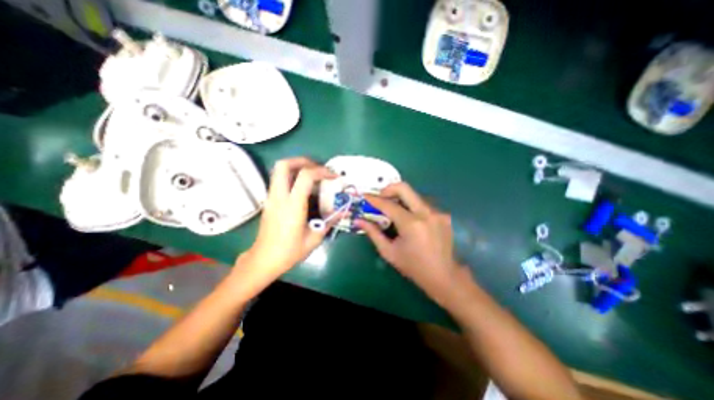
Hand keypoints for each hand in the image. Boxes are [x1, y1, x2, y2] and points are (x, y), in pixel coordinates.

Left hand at [241, 157, 336, 276]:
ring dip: (296, 166)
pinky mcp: (269, 200)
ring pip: (278, 170)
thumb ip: (329, 221)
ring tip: (312, 175)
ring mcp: (271, 197)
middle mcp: (279, 196)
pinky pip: (279, 179)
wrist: (264, 260)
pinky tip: (303, 187)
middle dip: (303, 161)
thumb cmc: (289, 251)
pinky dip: (291, 176)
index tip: (333, 176)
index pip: (305, 176)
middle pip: (284, 165)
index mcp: (292, 205)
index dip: (322, 171)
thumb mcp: (315, 238)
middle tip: (318, 168)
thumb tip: (343, 211)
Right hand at [356, 183, 472, 303]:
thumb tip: (359, 220)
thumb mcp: (389, 252)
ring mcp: (437, 212)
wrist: (445, 276)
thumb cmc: (413, 267)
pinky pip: (422, 204)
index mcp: (411, 224)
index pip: (388, 205)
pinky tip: (408, 219)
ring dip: (400, 199)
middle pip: (404, 188)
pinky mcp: (443, 215)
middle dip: (388, 189)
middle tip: (380, 198)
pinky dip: (411, 207)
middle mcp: (426, 213)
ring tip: (393, 210)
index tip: (365, 196)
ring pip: (414, 195)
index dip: (374, 199)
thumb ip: (373, 233)